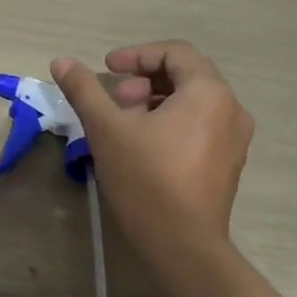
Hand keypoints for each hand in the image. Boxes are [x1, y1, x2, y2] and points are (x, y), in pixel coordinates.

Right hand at [51, 41, 252, 263]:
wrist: (182, 244)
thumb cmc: (145, 179)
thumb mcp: (107, 130)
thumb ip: (84, 90)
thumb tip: (61, 61)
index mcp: (208, 92)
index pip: (175, 52)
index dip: (137, 55)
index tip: (107, 69)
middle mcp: (231, 108)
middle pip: (187, 75)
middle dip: (146, 79)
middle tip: (116, 100)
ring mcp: (235, 138)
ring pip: (195, 102)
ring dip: (158, 101)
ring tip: (126, 124)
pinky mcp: (230, 164)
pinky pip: (202, 126)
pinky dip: (174, 122)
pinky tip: (146, 146)